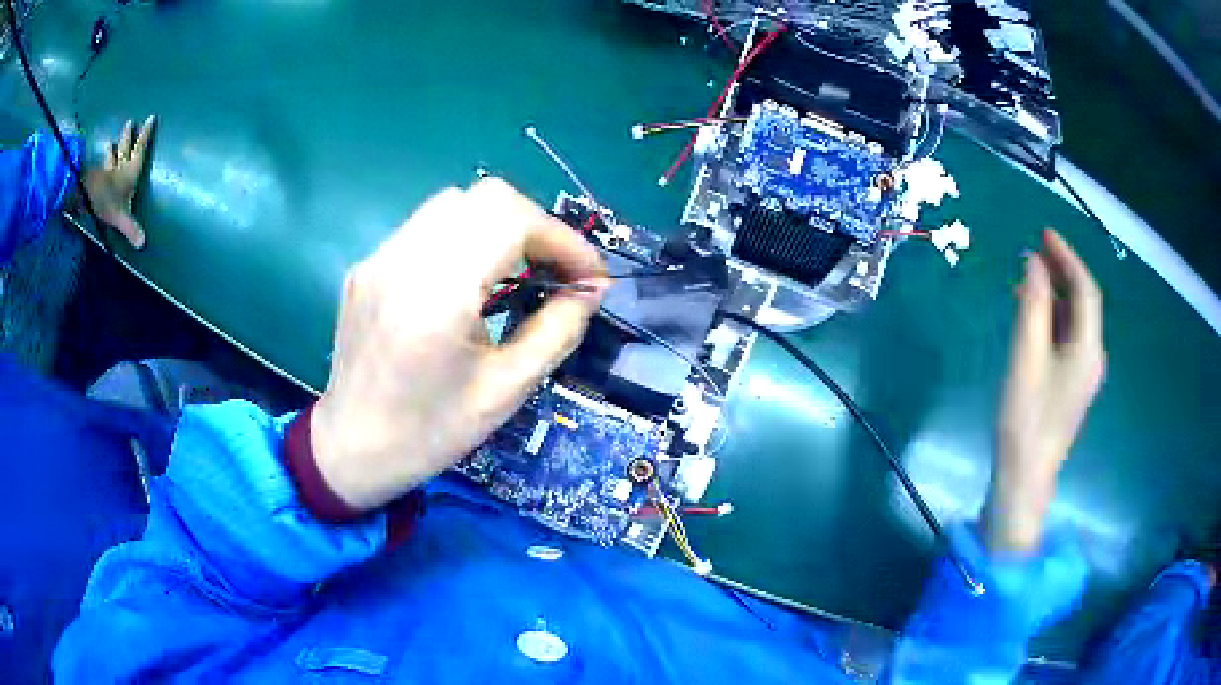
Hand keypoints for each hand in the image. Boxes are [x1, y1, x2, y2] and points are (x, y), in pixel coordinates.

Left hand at [82, 116, 155, 247]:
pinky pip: (99, 170)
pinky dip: (99, 166)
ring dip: (111, 150)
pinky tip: (96, 165)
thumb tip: (142, 243)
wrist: (83, 194)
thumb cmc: (104, 200)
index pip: (140, 150)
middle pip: (124, 149)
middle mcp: (119, 168)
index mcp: (129, 172)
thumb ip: (129, 227)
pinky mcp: (94, 179)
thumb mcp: (119, 216)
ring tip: (110, 143)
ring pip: (110, 158)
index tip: (150, 118)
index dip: (145, 135)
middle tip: (129, 123)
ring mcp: (105, 172)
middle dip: (127, 137)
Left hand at [310, 178, 607, 510]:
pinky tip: (469, 283)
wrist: (351, 449)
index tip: (590, 277)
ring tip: (517, 272)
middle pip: (487, 197)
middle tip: (555, 272)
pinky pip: (427, 228)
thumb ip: (557, 330)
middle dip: (535, 227)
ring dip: (500, 227)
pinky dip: (464, 239)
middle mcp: (403, 259)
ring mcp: (379, 257)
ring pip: (455, 204)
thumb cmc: (429, 432)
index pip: (514, 221)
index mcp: (437, 294)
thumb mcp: (506, 390)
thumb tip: (592, 290)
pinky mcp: (369, 265)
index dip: (564, 240)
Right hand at [984, 229, 1105, 552]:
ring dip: (1056, 294)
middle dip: (1062, 272)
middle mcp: (1093, 357)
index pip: (1086, 289)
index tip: (1043, 233)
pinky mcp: (1071, 387)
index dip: (1067, 257)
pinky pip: (1067, 339)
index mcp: (1088, 348)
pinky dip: (1053, 318)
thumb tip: (1033, 263)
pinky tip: (1032, 316)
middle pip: (1084, 303)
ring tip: (1027, 277)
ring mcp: (1083, 374)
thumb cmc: (1025, 418)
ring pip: (1075, 321)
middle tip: (1033, 249)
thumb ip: (1032, 306)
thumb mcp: (1026, 356)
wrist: (1024, 478)